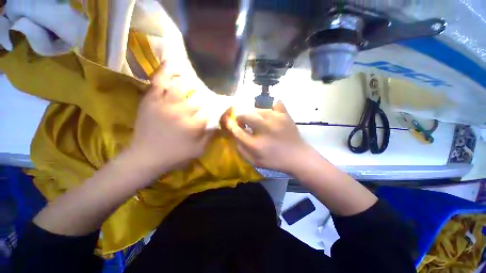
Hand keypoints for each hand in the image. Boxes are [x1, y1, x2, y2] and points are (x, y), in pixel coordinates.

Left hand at [127, 62, 213, 174]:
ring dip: (190, 84)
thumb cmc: (175, 155)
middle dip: (202, 100)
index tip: (214, 112)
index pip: (209, 112)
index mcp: (193, 125)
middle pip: (198, 99)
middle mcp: (181, 111)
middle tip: (203, 102)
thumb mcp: (199, 150)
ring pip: (182, 86)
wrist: (145, 156)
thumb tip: (220, 124)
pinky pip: (158, 81)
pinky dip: (165, 70)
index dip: (213, 111)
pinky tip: (173, 63)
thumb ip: (211, 136)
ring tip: (194, 82)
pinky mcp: (151, 100)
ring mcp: (165, 103)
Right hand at [225, 101, 311, 173]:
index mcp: (255, 144)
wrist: (298, 157)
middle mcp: (264, 129)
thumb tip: (235, 136)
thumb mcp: (255, 161)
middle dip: (240, 117)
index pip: (237, 130)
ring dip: (254, 114)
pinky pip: (275, 104)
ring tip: (258, 120)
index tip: (229, 121)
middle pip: (245, 115)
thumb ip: (242, 150)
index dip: (231, 124)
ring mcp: (275, 120)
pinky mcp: (285, 115)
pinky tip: (271, 114)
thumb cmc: (275, 161)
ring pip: (258, 109)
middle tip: (243, 121)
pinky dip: (271, 107)